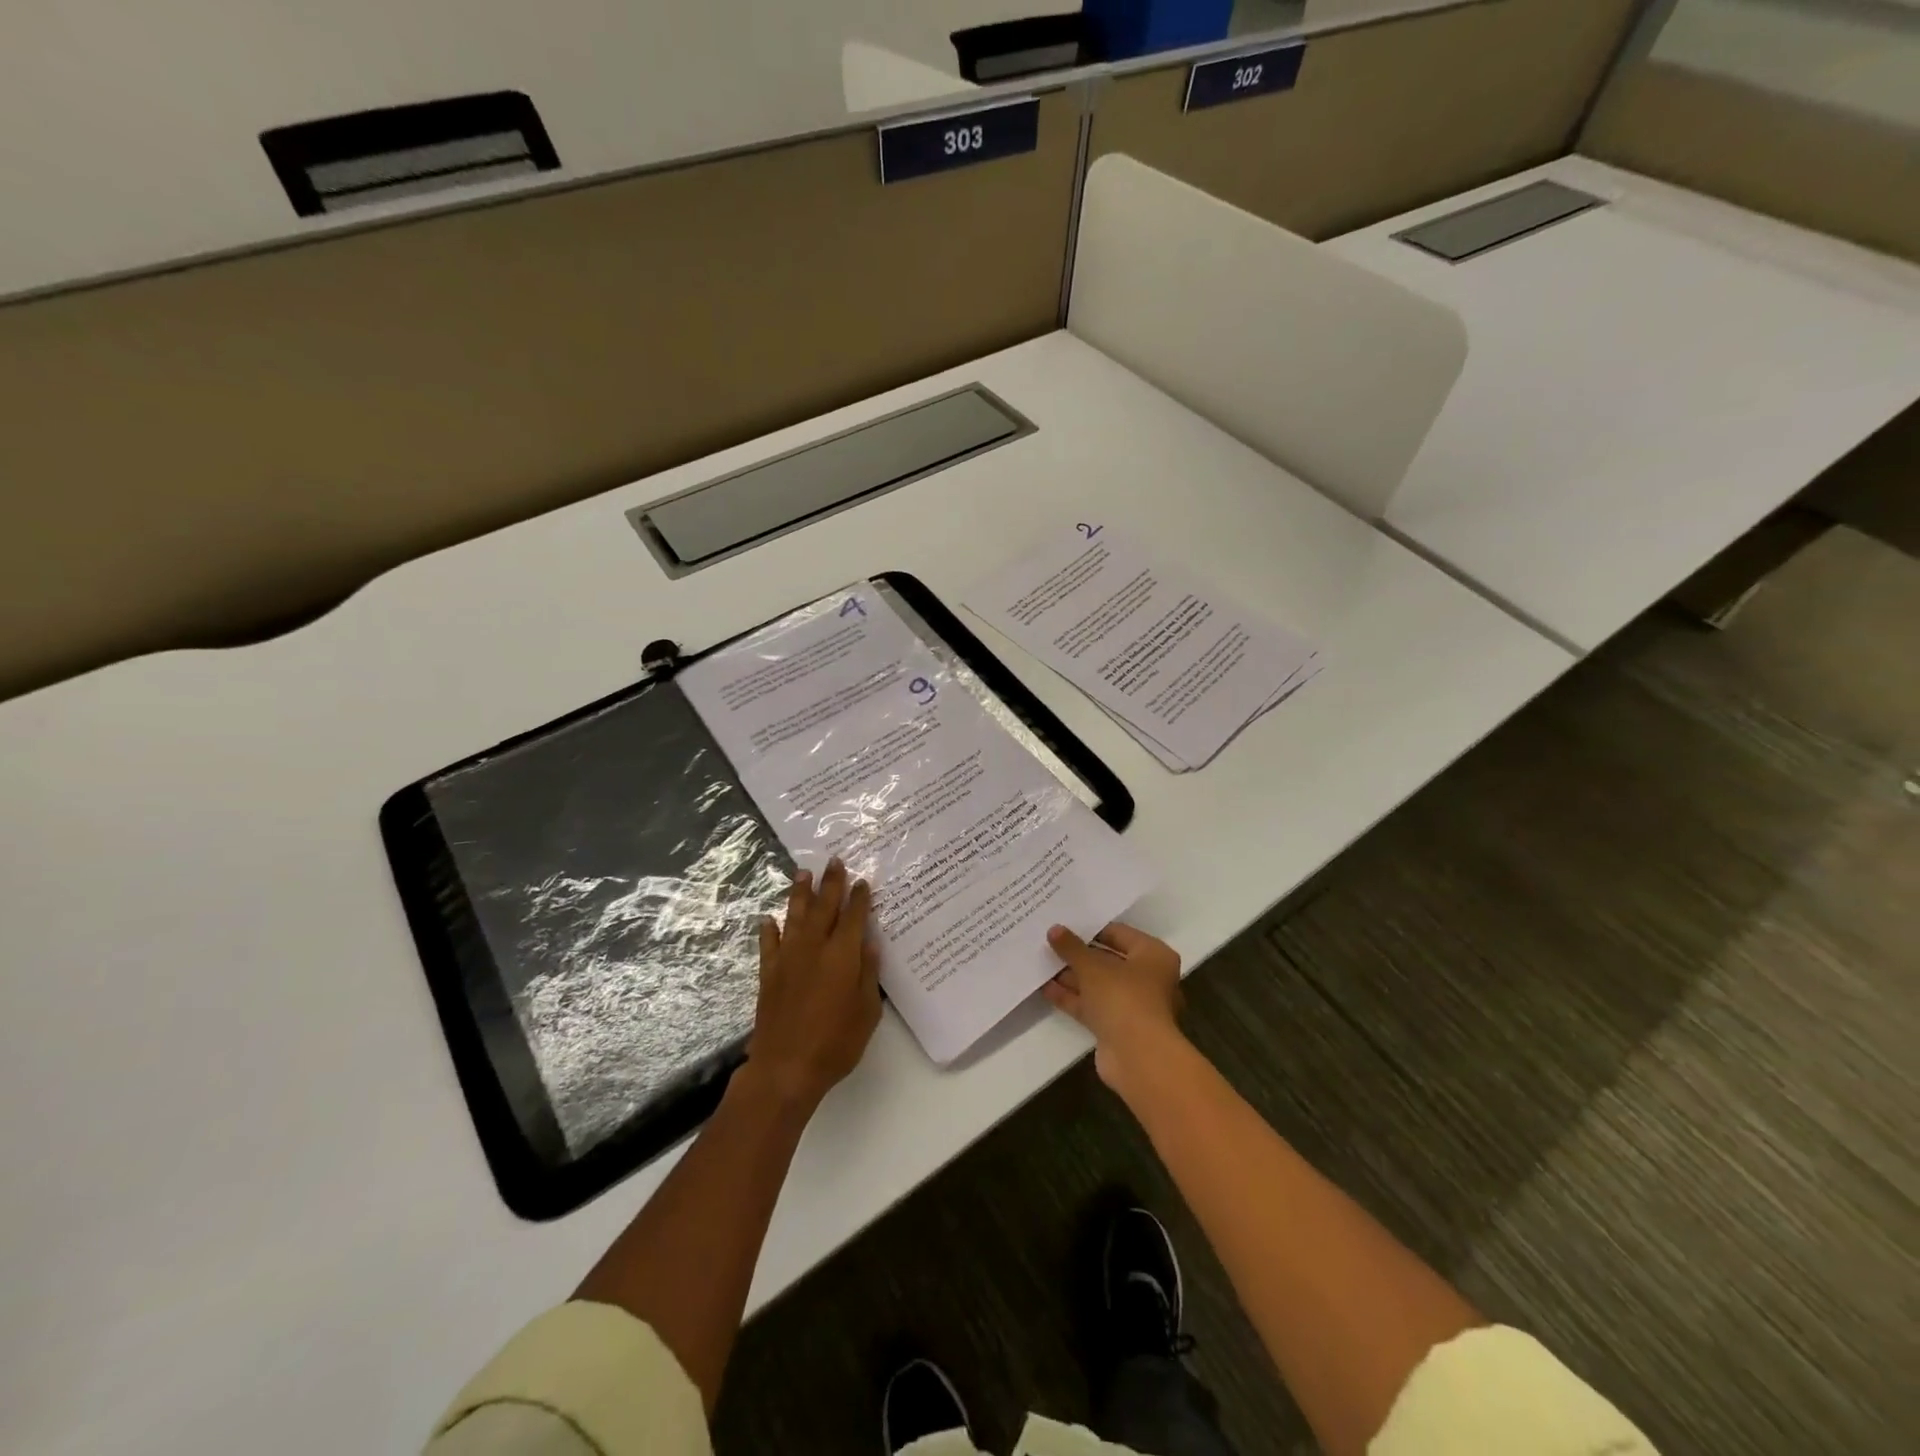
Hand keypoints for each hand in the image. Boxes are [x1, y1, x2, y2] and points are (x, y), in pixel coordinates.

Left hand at [742, 858, 882, 1111]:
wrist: (785, 1067)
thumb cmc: (836, 1042)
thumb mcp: (867, 1011)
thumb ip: (868, 973)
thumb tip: (869, 942)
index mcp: (842, 955)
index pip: (853, 917)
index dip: (859, 897)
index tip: (862, 880)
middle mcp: (814, 948)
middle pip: (824, 907)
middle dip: (830, 883)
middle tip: (834, 861)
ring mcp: (788, 958)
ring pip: (795, 916)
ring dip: (800, 893)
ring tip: (802, 873)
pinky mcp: (768, 974)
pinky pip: (769, 944)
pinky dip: (769, 929)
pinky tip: (769, 919)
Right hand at [1044, 922, 1183, 1092]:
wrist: (1138, 1057)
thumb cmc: (1123, 998)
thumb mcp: (1092, 966)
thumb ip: (1072, 947)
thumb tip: (1054, 929)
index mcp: (1153, 955)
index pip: (1119, 934)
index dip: (1091, 929)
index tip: (1064, 924)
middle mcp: (1147, 978)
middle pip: (1108, 960)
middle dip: (1079, 954)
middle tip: (1049, 942)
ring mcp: (1132, 1005)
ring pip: (1098, 985)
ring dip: (1072, 976)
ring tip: (1041, 962)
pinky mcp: (1117, 1027)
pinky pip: (1092, 1006)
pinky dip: (1072, 997)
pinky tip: (1045, 988)